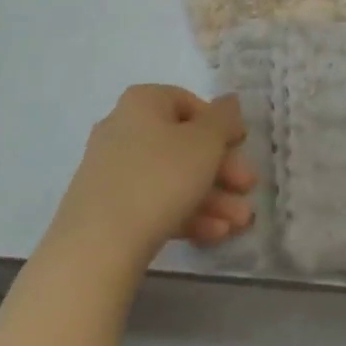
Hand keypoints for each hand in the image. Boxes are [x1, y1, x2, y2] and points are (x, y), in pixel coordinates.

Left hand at [51, 85, 255, 267]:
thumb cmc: (160, 178)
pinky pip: (153, 201)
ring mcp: (111, 170)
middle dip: (222, 169)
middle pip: (183, 144)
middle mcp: (122, 128)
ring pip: (172, 177)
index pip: (189, 102)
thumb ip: (223, 118)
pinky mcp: (107, 208)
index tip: (242, 145)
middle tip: (247, 188)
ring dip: (211, 197)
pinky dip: (185, 213)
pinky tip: (214, 234)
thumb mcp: (205, 143)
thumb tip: (229, 100)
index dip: (220, 124)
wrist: (97, 245)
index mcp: (142, 103)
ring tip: (239, 223)